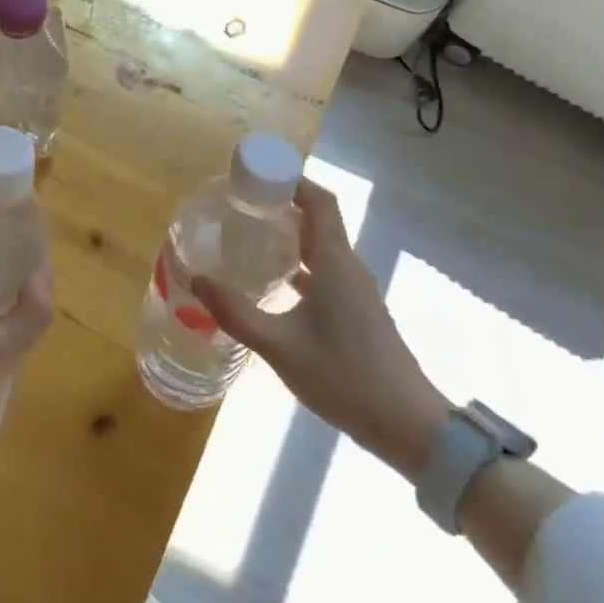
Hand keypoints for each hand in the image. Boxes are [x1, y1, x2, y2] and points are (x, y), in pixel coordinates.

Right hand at [192, 177, 447, 474]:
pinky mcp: (357, 311)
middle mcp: (348, 267)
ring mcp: (356, 290)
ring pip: (321, 247)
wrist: (406, 425)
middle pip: (318, 219)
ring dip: (290, 236)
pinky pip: (325, 271)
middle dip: (281, 206)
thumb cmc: (343, 377)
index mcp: (335, 262)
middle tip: (240, 206)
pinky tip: (274, 281)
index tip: (254, 177)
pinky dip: (299, 265)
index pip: (318, 201)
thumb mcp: (279, 346)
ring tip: (250, 237)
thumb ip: (236, 312)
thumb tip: (198, 279)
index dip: (290, 180)